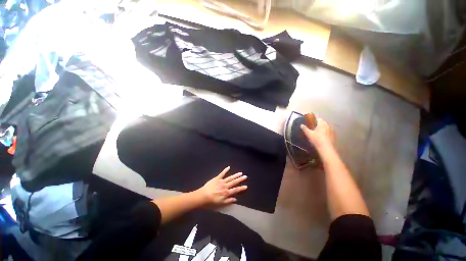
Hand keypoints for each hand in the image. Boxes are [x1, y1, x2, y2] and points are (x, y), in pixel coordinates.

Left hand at [197, 166, 247, 205]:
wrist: (203, 196)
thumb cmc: (211, 202)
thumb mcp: (221, 204)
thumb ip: (228, 201)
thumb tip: (235, 199)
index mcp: (226, 193)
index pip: (235, 190)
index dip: (241, 188)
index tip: (246, 186)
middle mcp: (225, 186)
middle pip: (234, 182)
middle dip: (240, 179)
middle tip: (245, 176)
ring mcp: (221, 181)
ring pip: (230, 178)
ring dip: (235, 175)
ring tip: (240, 173)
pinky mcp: (217, 178)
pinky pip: (222, 173)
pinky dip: (225, 170)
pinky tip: (229, 167)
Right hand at [300, 118, 335, 150]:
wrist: (326, 149)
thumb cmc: (317, 139)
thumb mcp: (309, 134)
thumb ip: (305, 129)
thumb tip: (301, 125)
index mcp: (322, 124)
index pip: (318, 119)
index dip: (314, 120)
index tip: (310, 123)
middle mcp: (328, 126)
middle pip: (323, 123)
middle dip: (318, 125)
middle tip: (313, 129)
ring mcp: (332, 131)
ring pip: (326, 128)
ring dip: (322, 130)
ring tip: (317, 134)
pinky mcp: (334, 137)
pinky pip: (329, 133)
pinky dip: (326, 134)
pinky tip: (322, 139)